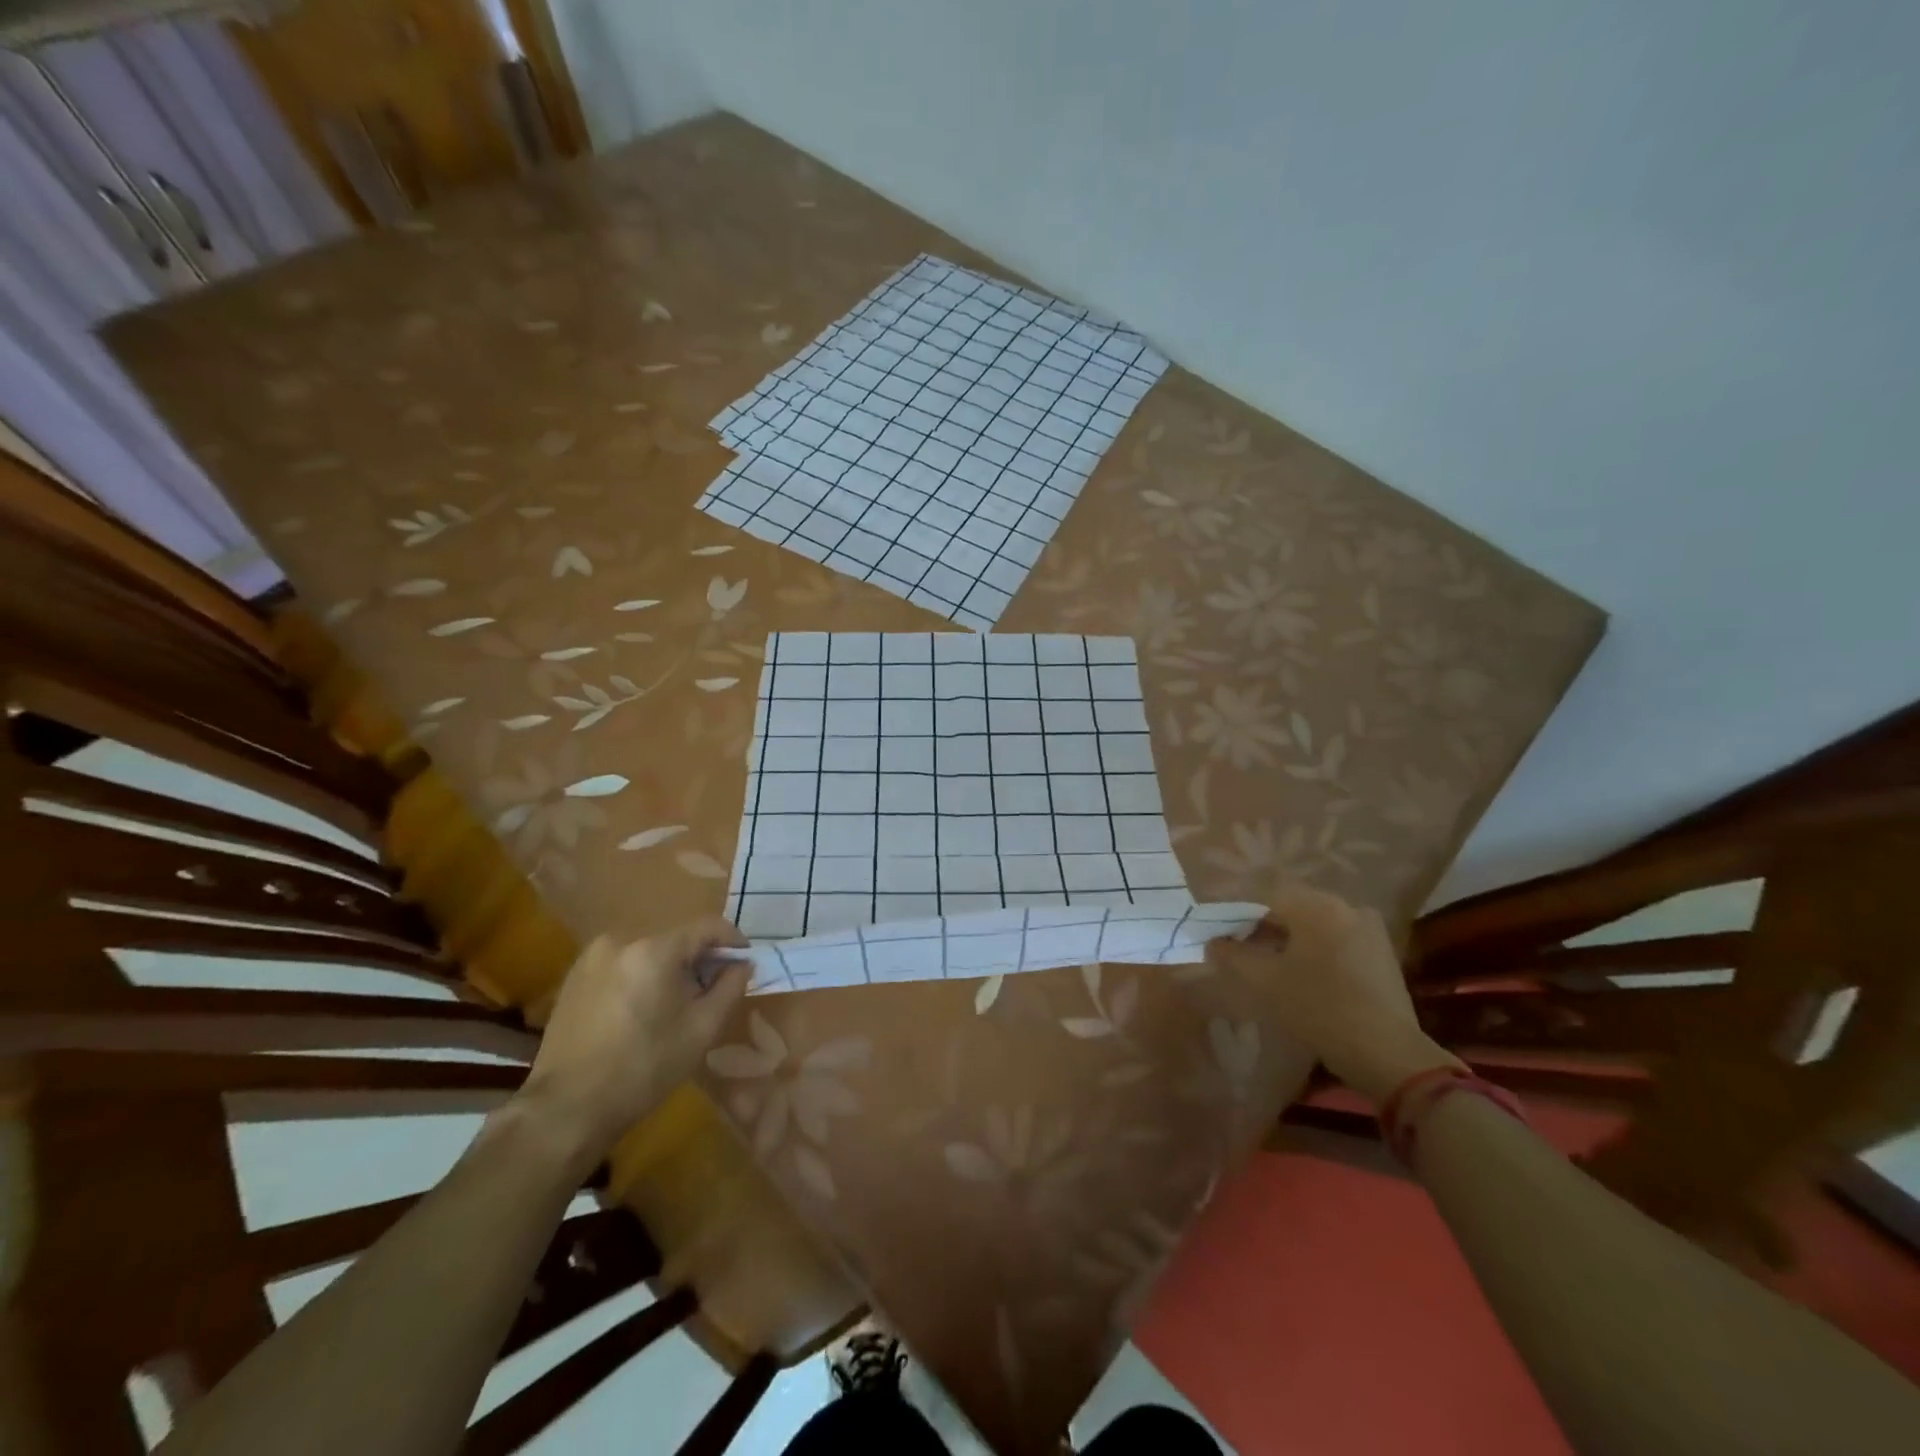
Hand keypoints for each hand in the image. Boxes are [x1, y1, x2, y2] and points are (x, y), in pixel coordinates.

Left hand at [515, 919, 751, 1167]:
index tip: (745, 963)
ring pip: (649, 952)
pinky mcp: (574, 977)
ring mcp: (592, 957)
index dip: (733, 941)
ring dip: (670, 969)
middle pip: (676, 939)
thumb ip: (730, 987)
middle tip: (713, 991)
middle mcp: (621, 940)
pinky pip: (623, 965)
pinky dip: (641, 977)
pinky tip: (642, 1011)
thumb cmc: (644, 1068)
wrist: (568, 1109)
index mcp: (654, 949)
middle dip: (700, 960)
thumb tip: (742, 964)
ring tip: (676, 1005)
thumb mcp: (702, 1029)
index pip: (708, 926)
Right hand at [1211, 885, 1462, 1101]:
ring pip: (1316, 925)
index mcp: (1316, 905)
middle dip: (1265, 928)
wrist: (1385, 1052)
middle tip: (1246, 956)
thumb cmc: (1317, 1007)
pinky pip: (1337, 940)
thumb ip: (1231, 955)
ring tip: (1275, 970)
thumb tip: (1214, 942)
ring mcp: (1369, 928)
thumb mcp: (1262, 981)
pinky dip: (1317, 951)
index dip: (1239, 917)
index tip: (1226, 941)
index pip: (1264, 897)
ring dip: (1292, 940)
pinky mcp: (1383, 953)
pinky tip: (1307, 978)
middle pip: (1292, 909)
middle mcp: (1345, 906)